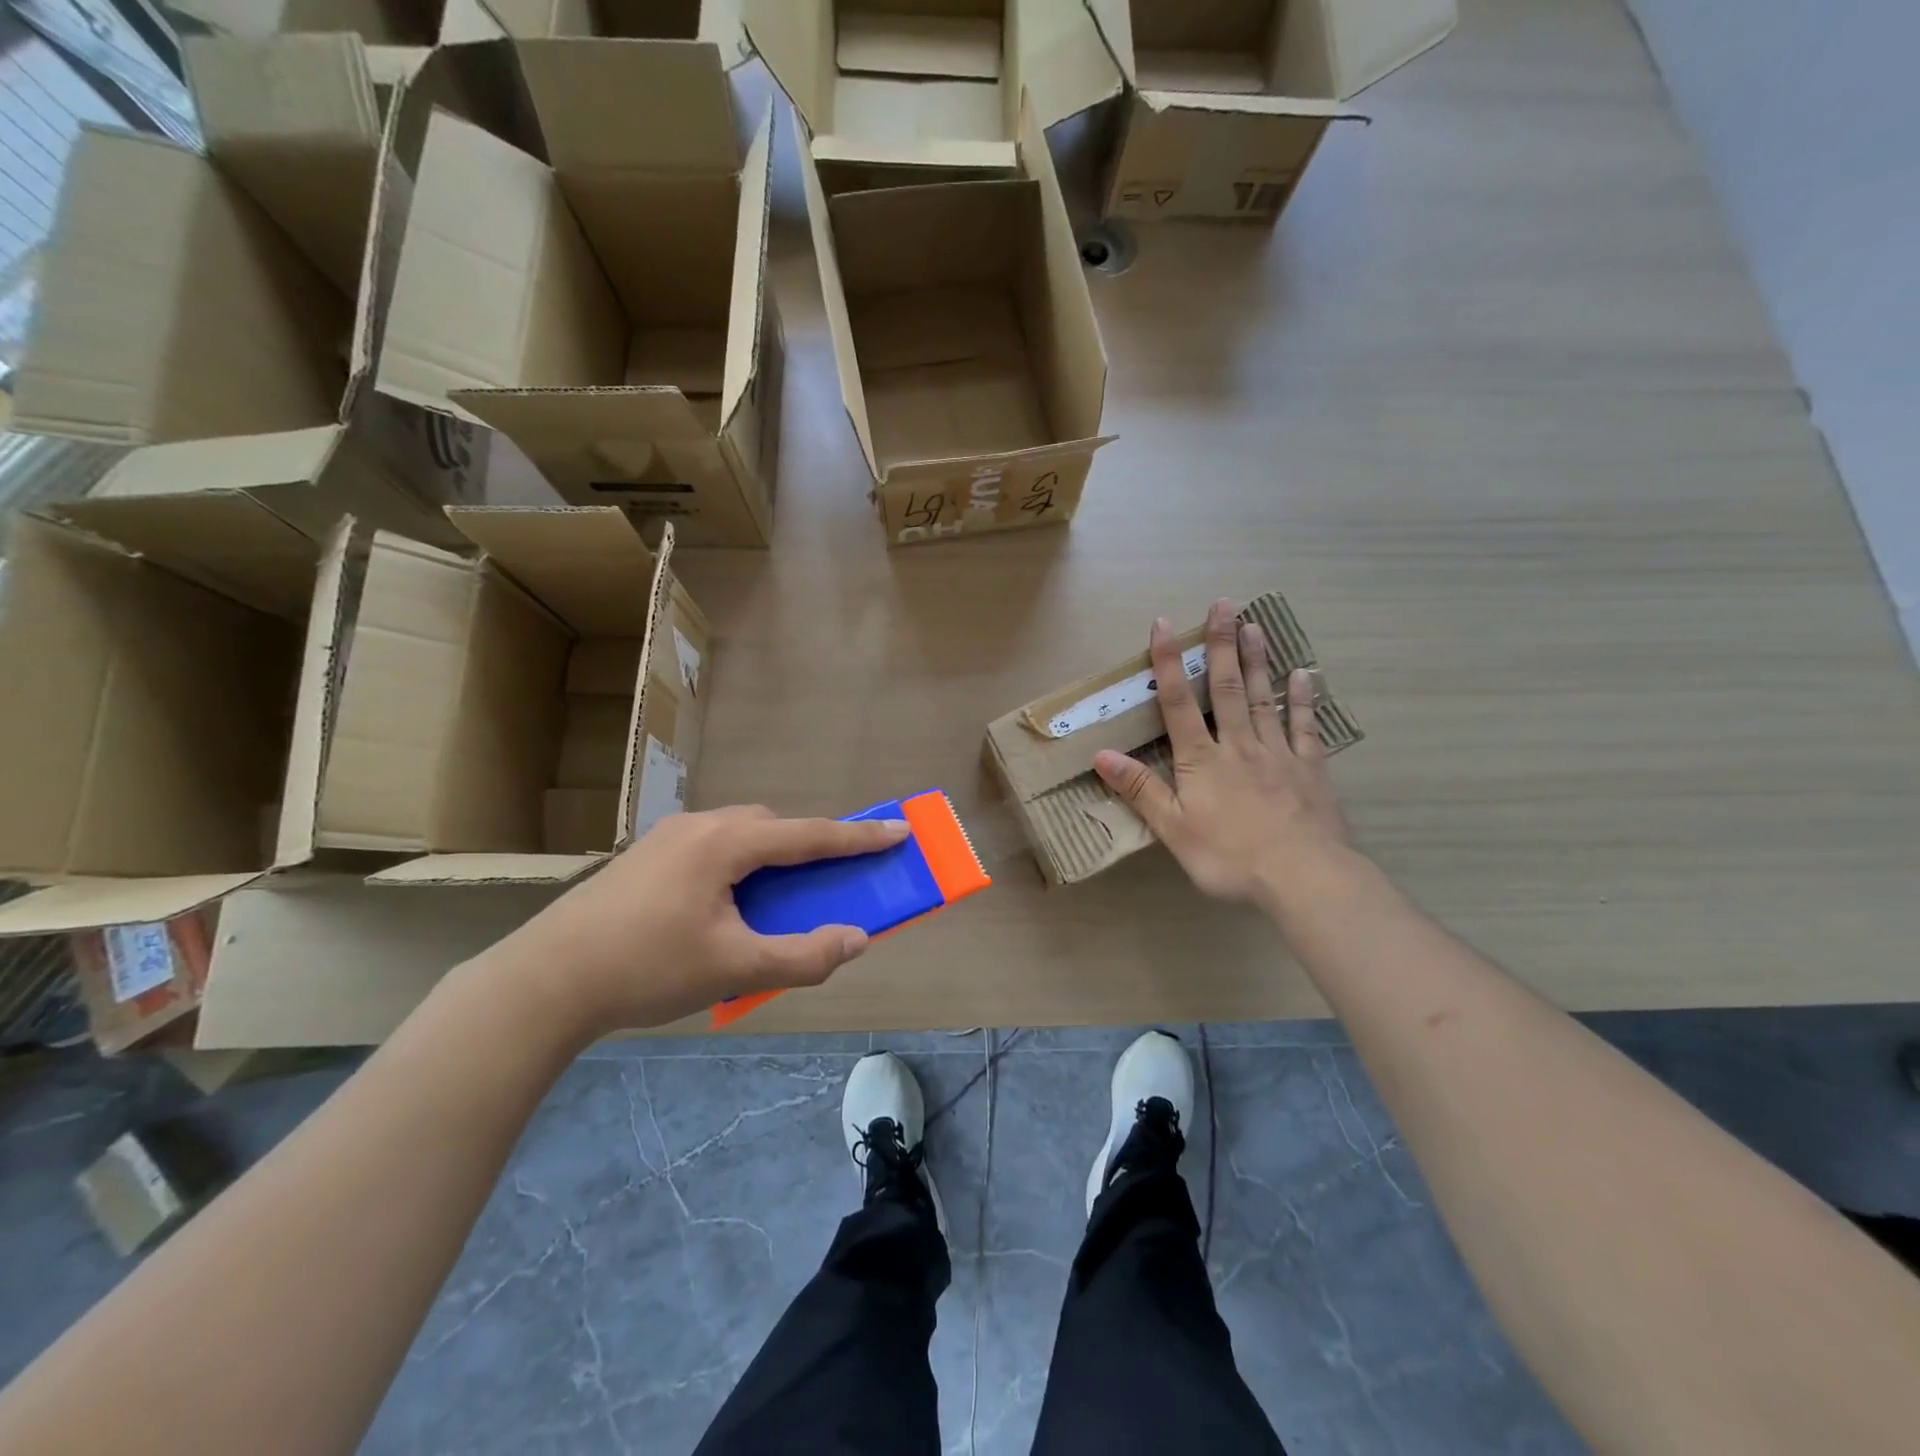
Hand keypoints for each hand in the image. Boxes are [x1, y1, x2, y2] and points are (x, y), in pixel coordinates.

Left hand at [488, 806, 907, 1039]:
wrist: (543, 981)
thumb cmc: (646, 969)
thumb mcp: (734, 969)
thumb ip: (803, 956)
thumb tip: (855, 940)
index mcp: (726, 844)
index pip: (809, 835)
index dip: (858, 837)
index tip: (898, 830)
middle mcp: (699, 827)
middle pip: (771, 827)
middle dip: (806, 848)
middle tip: (825, 881)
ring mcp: (665, 839)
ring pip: (737, 835)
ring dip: (767, 857)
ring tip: (772, 900)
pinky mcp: (643, 857)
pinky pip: (709, 848)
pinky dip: (736, 866)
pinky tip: (720, 907)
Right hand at [1094, 600, 1351, 904]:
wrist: (1303, 877)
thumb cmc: (1229, 856)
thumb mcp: (1173, 829)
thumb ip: (1140, 789)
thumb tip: (1101, 754)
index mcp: (1201, 760)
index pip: (1177, 703)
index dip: (1168, 663)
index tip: (1164, 624)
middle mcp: (1238, 745)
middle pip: (1225, 688)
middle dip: (1221, 645)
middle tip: (1224, 604)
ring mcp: (1278, 753)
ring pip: (1263, 698)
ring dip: (1256, 660)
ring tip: (1255, 624)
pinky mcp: (1310, 768)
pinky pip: (1304, 726)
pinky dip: (1302, 698)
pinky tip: (1303, 674)